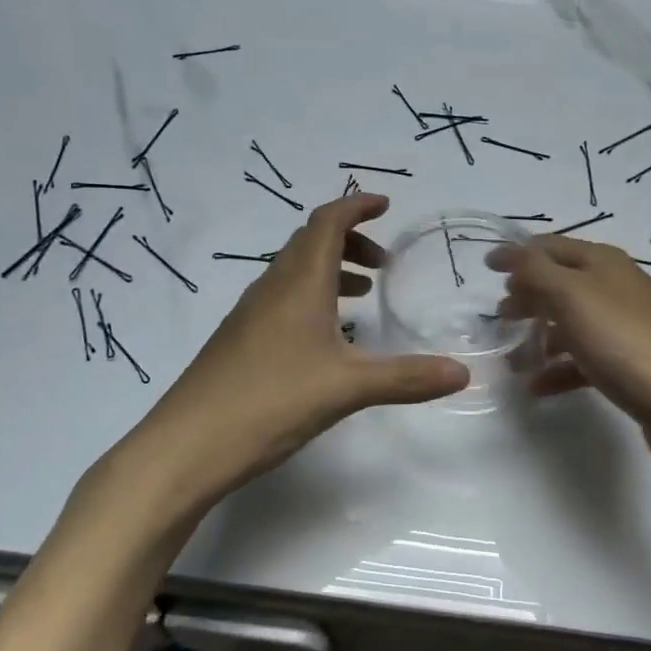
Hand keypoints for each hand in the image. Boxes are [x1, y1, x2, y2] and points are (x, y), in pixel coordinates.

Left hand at [126, 194, 468, 512]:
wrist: (187, 445)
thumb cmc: (270, 401)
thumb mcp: (347, 388)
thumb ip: (406, 377)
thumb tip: (463, 372)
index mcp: (298, 282)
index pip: (327, 222)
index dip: (356, 207)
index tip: (385, 205)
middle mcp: (271, 287)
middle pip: (310, 242)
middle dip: (350, 240)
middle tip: (383, 265)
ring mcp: (250, 314)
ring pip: (295, 271)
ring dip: (331, 270)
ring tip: (363, 295)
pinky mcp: (240, 340)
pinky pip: (282, 299)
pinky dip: (312, 297)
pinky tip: (326, 338)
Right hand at [491, 236, 650, 484]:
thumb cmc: (628, 344)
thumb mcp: (573, 297)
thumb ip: (536, 272)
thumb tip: (510, 253)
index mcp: (603, 264)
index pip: (551, 247)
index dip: (517, 254)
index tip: (484, 266)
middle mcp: (616, 289)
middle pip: (560, 285)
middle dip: (527, 297)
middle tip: (498, 318)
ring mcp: (626, 329)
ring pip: (570, 324)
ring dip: (538, 337)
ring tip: (511, 359)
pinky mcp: (631, 367)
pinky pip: (584, 361)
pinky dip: (558, 370)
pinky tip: (536, 388)